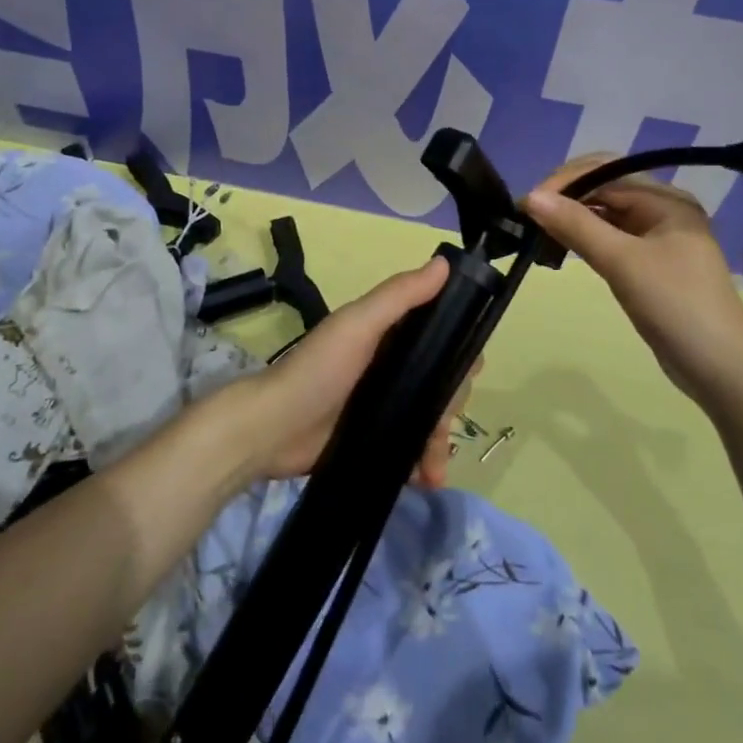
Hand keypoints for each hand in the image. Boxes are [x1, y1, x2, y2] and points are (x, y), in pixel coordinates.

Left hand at [231, 255, 475, 485]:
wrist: (272, 429)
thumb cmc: (318, 369)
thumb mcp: (358, 325)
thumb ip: (400, 296)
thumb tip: (445, 263)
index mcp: (390, 334)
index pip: (442, 336)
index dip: (460, 349)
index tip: (469, 368)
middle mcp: (392, 367)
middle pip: (442, 382)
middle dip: (450, 406)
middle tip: (441, 424)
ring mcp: (384, 406)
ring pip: (431, 420)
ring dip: (440, 444)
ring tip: (435, 470)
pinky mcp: (376, 441)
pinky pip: (413, 451)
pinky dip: (424, 464)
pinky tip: (424, 478)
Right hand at [522, 156, 742, 404]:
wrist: (722, 371)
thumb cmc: (676, 307)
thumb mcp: (622, 262)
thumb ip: (576, 226)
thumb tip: (530, 196)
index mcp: (666, 200)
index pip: (605, 171)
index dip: (563, 182)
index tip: (527, 204)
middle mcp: (663, 210)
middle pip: (604, 188)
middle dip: (565, 197)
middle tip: (527, 218)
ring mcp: (658, 238)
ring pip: (605, 214)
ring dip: (572, 218)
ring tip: (537, 232)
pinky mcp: (650, 263)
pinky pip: (610, 237)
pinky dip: (585, 238)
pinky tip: (562, 248)